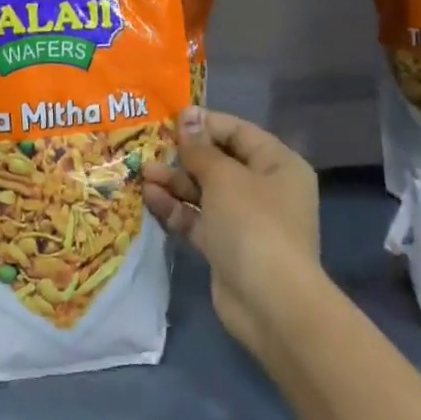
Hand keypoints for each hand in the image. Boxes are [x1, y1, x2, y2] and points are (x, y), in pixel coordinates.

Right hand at [143, 106, 319, 360]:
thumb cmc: (253, 224)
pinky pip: (198, 218)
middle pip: (219, 161)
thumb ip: (200, 147)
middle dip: (184, 155)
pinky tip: (150, 197)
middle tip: (149, 147)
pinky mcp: (226, 246)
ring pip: (205, 190)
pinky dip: (177, 208)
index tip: (170, 118)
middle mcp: (265, 188)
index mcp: (277, 164)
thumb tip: (188, 115)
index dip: (204, 123)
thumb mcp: (223, 177)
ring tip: (143, 173)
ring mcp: (245, 219)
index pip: (238, 131)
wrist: (270, 304)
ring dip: (175, 181)